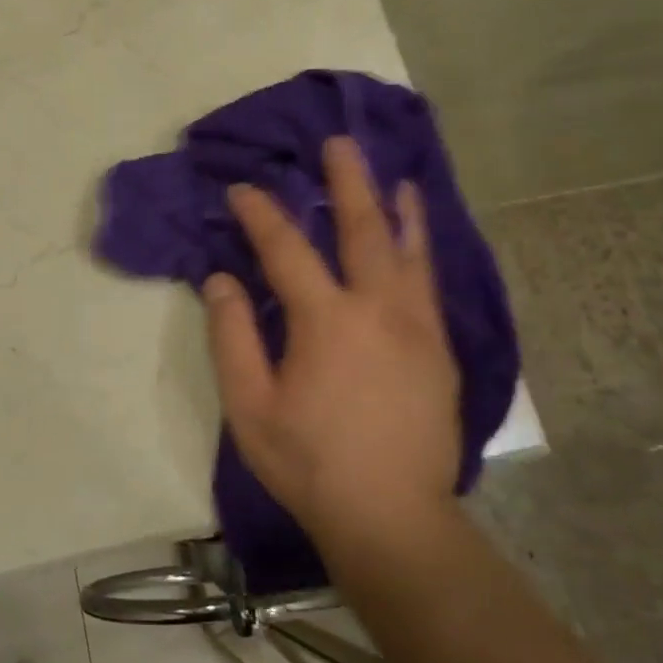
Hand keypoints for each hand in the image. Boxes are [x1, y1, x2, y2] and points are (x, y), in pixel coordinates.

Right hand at [204, 136, 461, 550]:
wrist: (392, 519)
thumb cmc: (309, 462)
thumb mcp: (249, 405)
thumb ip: (232, 336)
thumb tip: (221, 279)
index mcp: (326, 321)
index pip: (286, 249)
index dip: (260, 215)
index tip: (241, 189)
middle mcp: (378, 310)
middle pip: (362, 230)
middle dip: (347, 182)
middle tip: (339, 143)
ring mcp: (417, 329)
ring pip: (409, 251)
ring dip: (397, 208)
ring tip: (394, 176)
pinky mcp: (440, 351)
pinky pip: (429, 283)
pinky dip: (422, 248)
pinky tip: (418, 238)